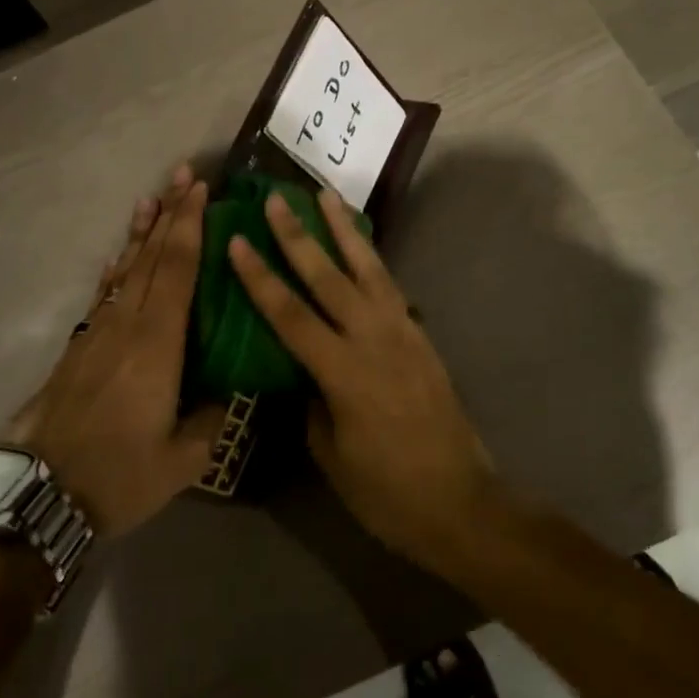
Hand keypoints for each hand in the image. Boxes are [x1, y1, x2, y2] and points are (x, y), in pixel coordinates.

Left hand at [7, 166, 224, 538]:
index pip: (177, 269)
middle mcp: (127, 326)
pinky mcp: (79, 349)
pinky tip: (122, 256)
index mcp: (157, 344)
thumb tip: (228, 391)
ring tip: (152, 199)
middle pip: (151, 257)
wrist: (38, 496)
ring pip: (125, 270)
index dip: (190, 226)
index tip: (201, 190)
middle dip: (170, 214)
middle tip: (183, 175)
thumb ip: (212, 417)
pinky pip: (105, 294)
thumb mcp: (182, 459)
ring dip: (142, 232)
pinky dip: (118, 268)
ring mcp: (98, 334)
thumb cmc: (118, 475)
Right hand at [226, 187, 499, 568]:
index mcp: (343, 372)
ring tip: (326, 195)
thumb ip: (313, 405)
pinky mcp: (421, 336)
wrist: (460, 502)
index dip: (260, 278)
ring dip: (344, 230)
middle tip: (277, 199)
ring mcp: (403, 332)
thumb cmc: (387, 492)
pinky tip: (361, 246)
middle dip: (299, 235)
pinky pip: (390, 286)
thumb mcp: (332, 455)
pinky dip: (372, 259)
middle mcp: (373, 339)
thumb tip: (305, 375)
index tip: (238, 241)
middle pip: (328, 277)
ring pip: (368, 268)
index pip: (291, 315)